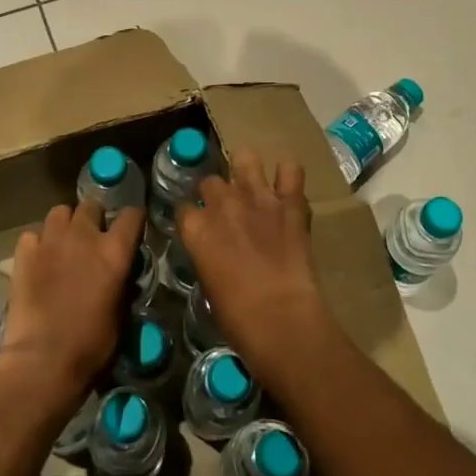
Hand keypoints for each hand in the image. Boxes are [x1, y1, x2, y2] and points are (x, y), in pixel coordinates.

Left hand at [0, 200, 142, 411]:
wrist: (42, 360)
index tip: (131, 229)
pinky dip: (38, 242)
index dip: (132, 220)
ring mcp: (51, 240)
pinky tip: (39, 258)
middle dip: (94, 219)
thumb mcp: (120, 315)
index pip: (131, 215)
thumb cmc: (90, 345)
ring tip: (64, 243)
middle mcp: (84, 236)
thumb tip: (120, 275)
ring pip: (60, 212)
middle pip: (91, 206)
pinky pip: (33, 234)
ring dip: (65, 224)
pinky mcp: (25, 252)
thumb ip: (121, 284)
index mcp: (114, 251)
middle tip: (92, 239)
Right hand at [177, 150, 329, 374]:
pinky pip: (291, 169)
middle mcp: (222, 203)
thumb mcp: (208, 284)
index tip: (201, 227)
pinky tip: (287, 188)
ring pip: (245, 158)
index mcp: (195, 227)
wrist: (279, 317)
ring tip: (253, 186)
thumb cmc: (236, 316)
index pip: (184, 207)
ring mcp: (257, 197)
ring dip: (247, 170)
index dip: (193, 217)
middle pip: (211, 181)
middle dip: (217, 193)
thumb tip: (215, 251)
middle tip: (228, 211)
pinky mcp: (290, 201)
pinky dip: (288, 176)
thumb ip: (207, 255)